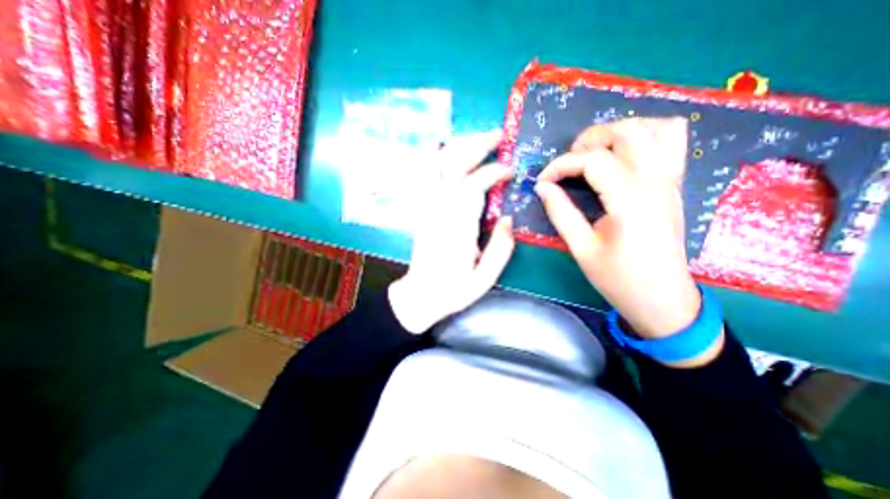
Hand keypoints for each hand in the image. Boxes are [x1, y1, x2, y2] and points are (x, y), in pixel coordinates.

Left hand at [388, 130, 513, 335]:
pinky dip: (437, 159)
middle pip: (454, 166)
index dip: (494, 172)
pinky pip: (426, 176)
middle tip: (498, 136)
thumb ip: (500, 249)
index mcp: (457, 227)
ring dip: (458, 148)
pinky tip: (448, 152)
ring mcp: (427, 208)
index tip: (510, 169)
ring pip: (437, 166)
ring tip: (477, 139)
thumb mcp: (484, 279)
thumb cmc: (453, 290)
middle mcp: (439, 210)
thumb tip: (509, 219)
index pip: (474, 185)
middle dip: (476, 146)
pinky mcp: (422, 210)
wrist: (419, 296)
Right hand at [535, 117, 722, 365]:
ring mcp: (670, 180)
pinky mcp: (674, 184)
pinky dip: (646, 135)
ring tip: (595, 154)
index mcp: (630, 200)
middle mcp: (655, 181)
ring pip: (654, 127)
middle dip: (588, 140)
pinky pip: (671, 140)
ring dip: (618, 133)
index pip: (592, 160)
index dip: (560, 166)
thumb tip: (542, 187)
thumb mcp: (580, 247)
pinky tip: (623, 155)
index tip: (543, 182)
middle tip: (568, 164)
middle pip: (626, 131)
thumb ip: (560, 212)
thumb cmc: (617, 278)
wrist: (662, 298)